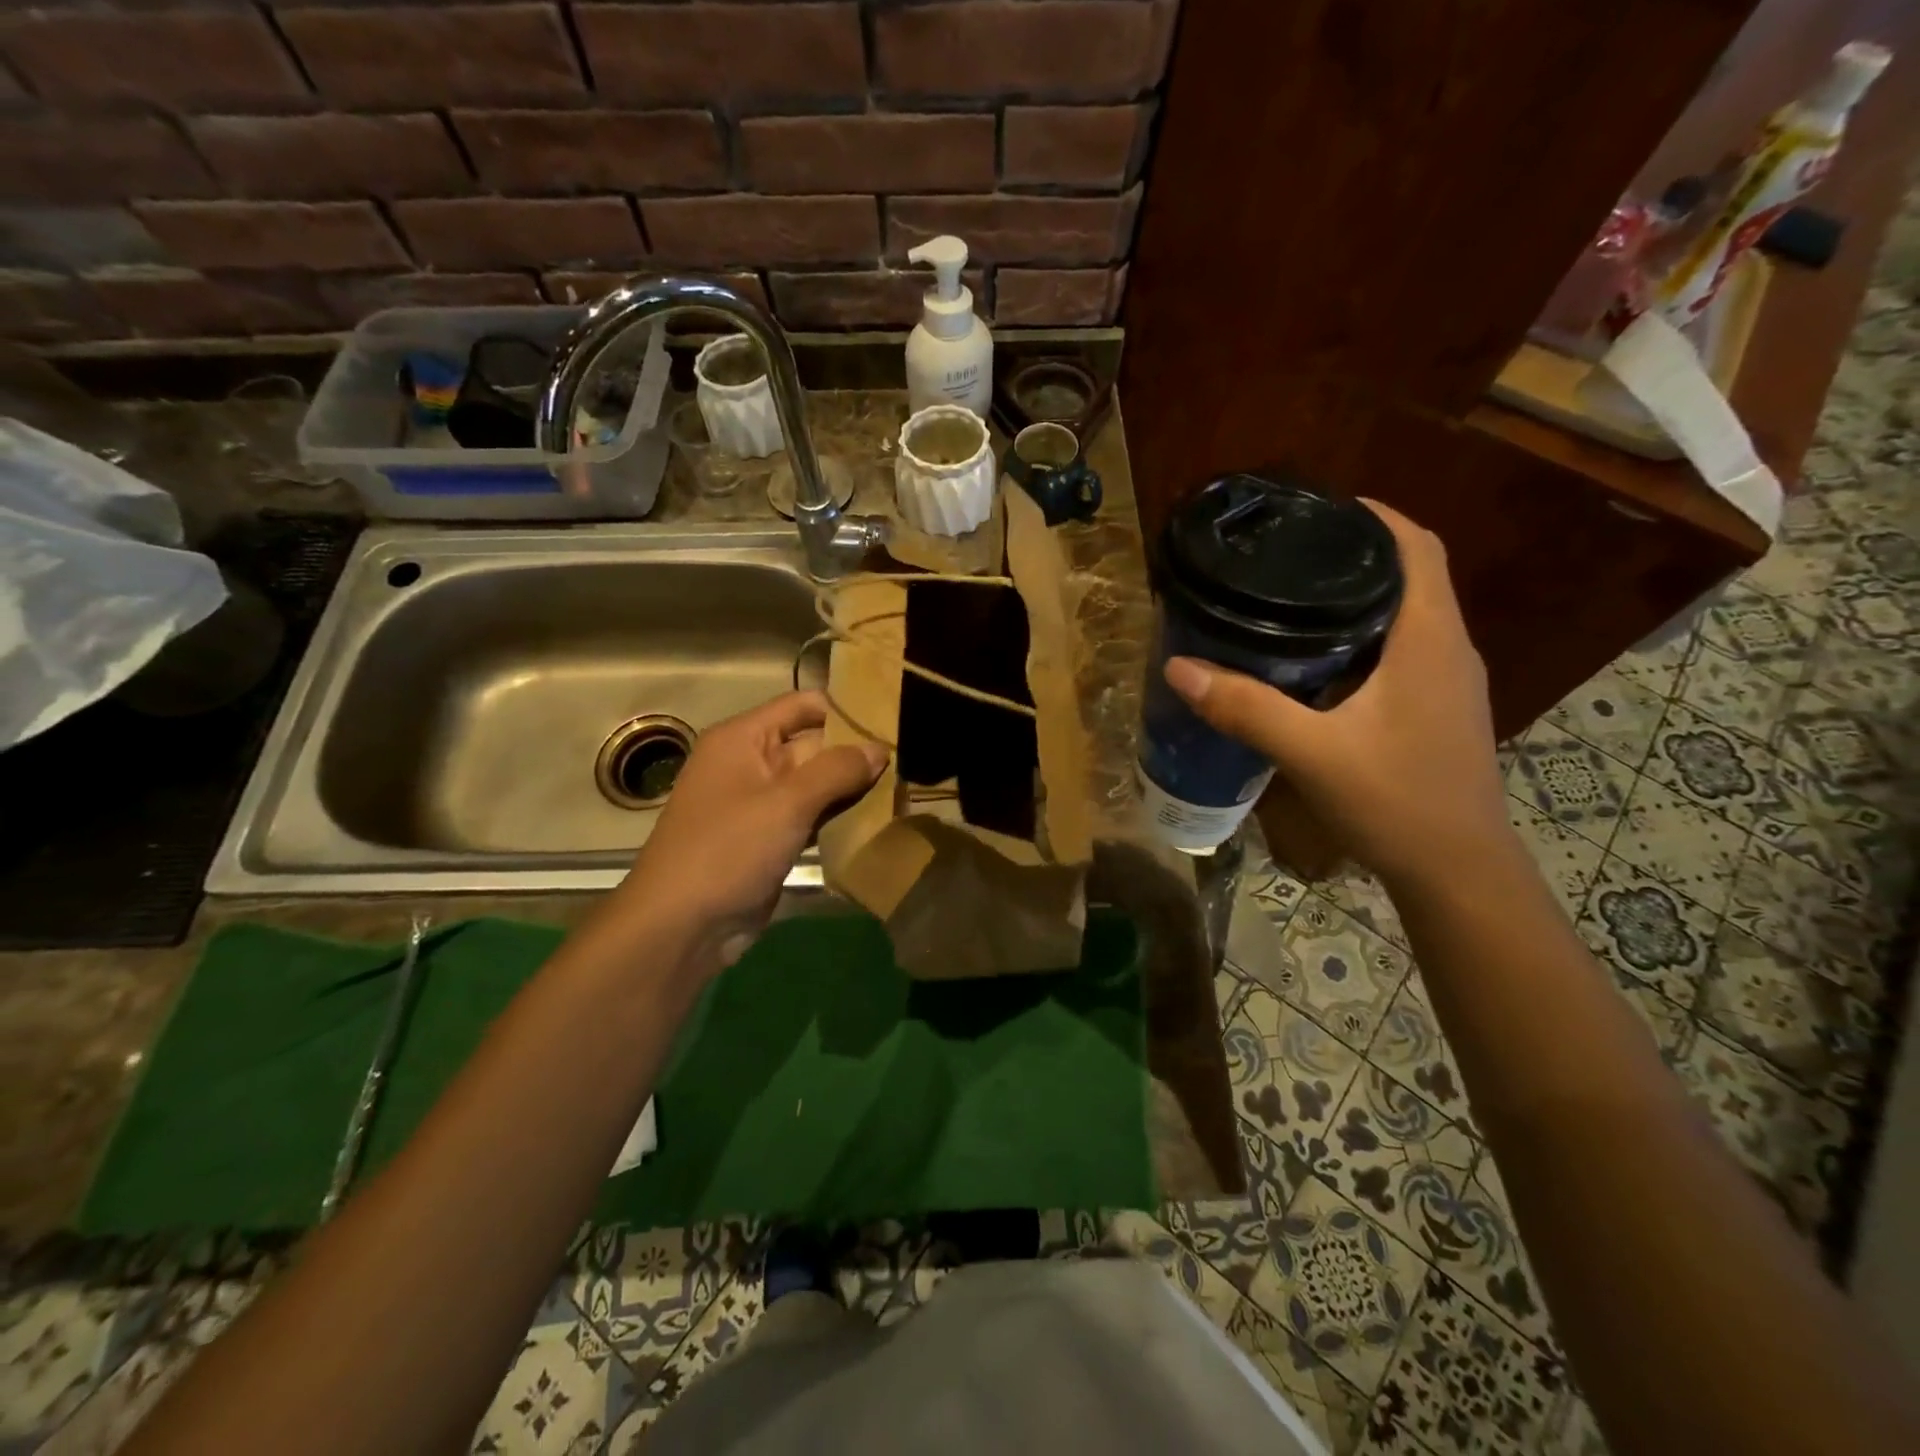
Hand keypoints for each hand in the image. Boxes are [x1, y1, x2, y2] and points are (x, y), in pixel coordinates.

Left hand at [616, 691, 885, 966]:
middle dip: (856, 752)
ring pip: (817, 783)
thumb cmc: (728, 850)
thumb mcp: (786, 803)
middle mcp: (752, 762)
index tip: (892, 718)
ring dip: (853, 787)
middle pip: (814, 744)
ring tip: (903, 785)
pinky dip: (839, 816)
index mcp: (743, 738)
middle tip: (909, 757)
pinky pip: (811, 815)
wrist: (682, 926)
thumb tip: (879, 749)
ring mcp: (761, 803)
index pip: (802, 705)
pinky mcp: (771, 838)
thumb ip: (837, 770)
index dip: (845, 709)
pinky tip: (878, 817)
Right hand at [1162, 501, 1512, 891]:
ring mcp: (1447, 683)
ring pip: (1408, 615)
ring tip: (1294, 596)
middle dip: (1357, 553)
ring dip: (1361, 596)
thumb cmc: (1397, 801)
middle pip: (1412, 575)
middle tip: (1290, 552)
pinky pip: (1403, 651)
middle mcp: (1447, 650)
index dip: (1377, 515)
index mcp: (1428, 640)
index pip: (1417, 548)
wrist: (1458, 871)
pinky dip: (1365, 636)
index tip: (1320, 505)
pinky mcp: (1437, 710)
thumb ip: (1246, 707)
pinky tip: (1318, 660)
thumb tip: (1180, 666)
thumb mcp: (1312, 752)